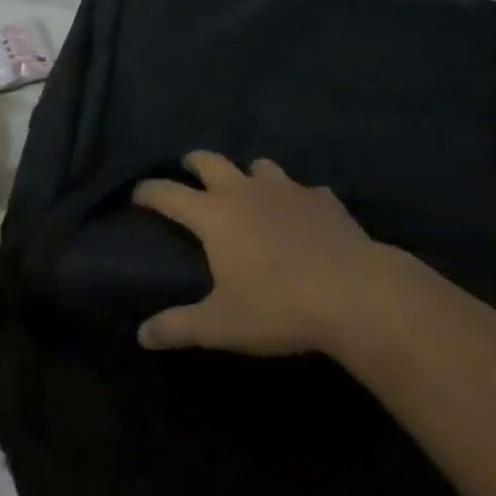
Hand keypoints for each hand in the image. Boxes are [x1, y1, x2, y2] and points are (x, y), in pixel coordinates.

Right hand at [133, 152, 383, 355]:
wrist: (357, 295)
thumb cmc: (280, 307)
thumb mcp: (222, 325)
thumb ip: (179, 327)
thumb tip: (142, 335)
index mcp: (214, 215)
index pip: (168, 193)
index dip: (148, 191)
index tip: (137, 194)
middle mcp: (245, 191)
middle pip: (210, 161)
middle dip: (194, 162)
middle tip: (188, 171)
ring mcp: (287, 190)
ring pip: (259, 165)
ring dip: (247, 174)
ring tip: (248, 191)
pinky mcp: (324, 199)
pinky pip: (304, 189)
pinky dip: (296, 197)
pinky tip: (302, 215)